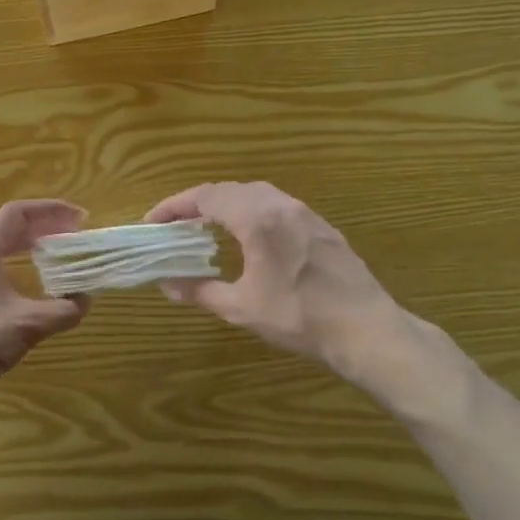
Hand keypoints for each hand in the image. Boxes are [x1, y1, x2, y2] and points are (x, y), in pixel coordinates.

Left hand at [0, 200, 89, 420]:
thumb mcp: (27, 325)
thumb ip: (63, 310)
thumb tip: (86, 300)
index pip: (17, 214)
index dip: (51, 210)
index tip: (80, 217)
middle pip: (8, 230)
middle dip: (43, 230)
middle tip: (74, 237)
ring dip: (29, 250)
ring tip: (57, 259)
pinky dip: (15, 270)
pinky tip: (29, 291)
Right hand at [145, 182, 470, 423]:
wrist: (366, 330)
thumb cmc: (299, 317)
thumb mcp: (241, 308)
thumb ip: (200, 291)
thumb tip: (167, 285)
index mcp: (257, 218)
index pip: (206, 196)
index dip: (174, 206)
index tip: (153, 222)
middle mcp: (281, 205)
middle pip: (230, 190)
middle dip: (198, 203)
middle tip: (176, 225)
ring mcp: (306, 214)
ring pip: (256, 195)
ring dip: (227, 206)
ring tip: (208, 229)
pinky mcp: (322, 227)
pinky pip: (277, 207)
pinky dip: (252, 213)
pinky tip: (249, 239)